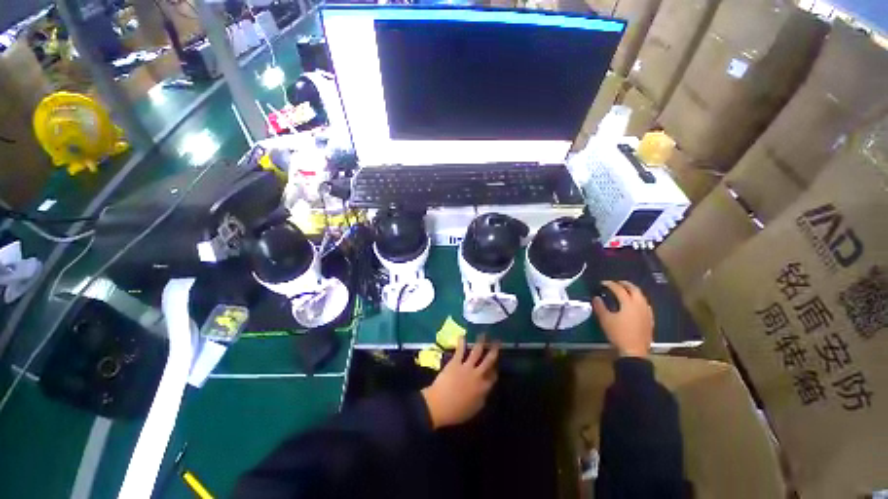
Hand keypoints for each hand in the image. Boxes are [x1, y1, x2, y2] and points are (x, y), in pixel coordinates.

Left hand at [421, 335, 499, 428]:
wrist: (439, 405)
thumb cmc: (456, 411)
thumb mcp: (474, 409)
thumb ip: (482, 397)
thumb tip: (485, 390)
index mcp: (483, 388)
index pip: (493, 376)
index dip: (495, 369)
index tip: (496, 364)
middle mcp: (478, 375)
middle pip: (489, 360)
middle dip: (494, 350)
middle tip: (498, 342)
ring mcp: (467, 367)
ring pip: (477, 351)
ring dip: (481, 342)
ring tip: (484, 334)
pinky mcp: (456, 362)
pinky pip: (460, 350)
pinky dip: (461, 342)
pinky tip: (462, 335)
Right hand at [593, 281, 653, 357]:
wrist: (634, 351)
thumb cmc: (618, 334)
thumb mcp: (605, 320)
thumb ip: (600, 307)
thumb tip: (596, 298)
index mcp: (629, 303)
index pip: (619, 289)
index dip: (610, 284)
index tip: (602, 283)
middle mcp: (640, 305)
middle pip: (634, 289)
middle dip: (625, 284)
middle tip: (616, 283)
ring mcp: (647, 312)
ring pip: (641, 296)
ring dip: (632, 291)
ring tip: (625, 291)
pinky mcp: (649, 319)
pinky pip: (644, 304)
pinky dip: (638, 299)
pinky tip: (634, 304)